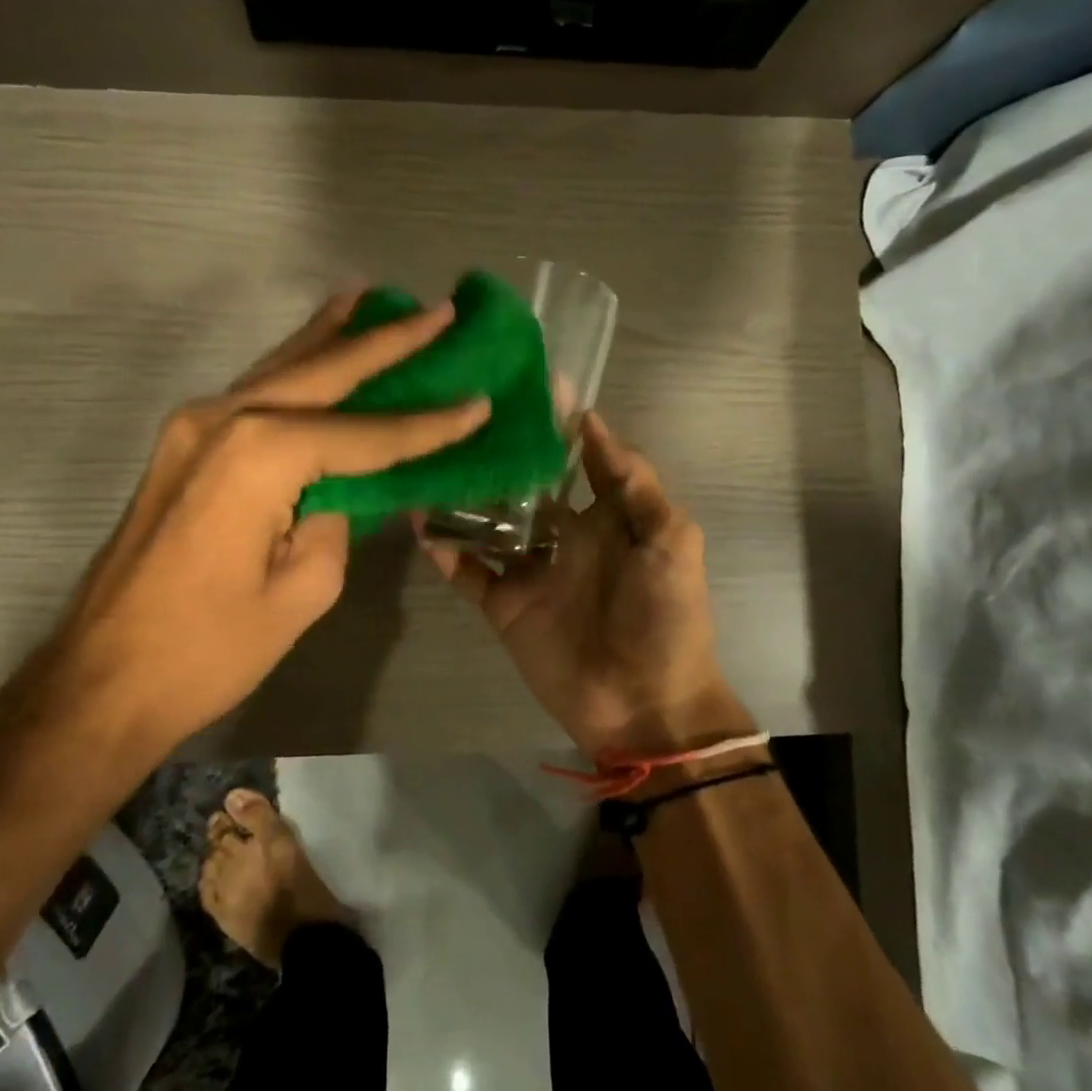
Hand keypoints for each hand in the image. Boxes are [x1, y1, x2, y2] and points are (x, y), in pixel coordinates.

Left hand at [5, 291, 488, 764]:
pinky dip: (292, 365)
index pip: (366, 434)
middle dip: (385, 342)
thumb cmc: (210, 649)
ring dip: (331, 336)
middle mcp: (224, 418)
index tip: (479, 402)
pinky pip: (253, 391)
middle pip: (323, 372)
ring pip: (281, 368)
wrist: (101, 679)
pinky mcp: (182, 445)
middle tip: (438, 311)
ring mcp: (193, 426)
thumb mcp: (304, 590)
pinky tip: (314, 345)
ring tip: (372, 298)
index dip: (428, 425)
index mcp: (260, 454)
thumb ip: (338, 520)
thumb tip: (345, 488)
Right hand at [418, 412, 748, 759]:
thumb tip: (591, 421)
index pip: (574, 460)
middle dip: (496, 456)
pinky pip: (468, 572)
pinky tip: (420, 524)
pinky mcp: (503, 604)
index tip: (523, 386)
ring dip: (460, 498)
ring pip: (487, 523)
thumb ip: (634, 483)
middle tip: (458, 418)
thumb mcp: (670, 540)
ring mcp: (529, 570)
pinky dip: (445, 550)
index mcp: (604, 517)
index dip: (553, 427)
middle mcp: (562, 536)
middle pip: (522, 487)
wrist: (644, 704)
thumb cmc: (666, 616)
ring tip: (428, 461)